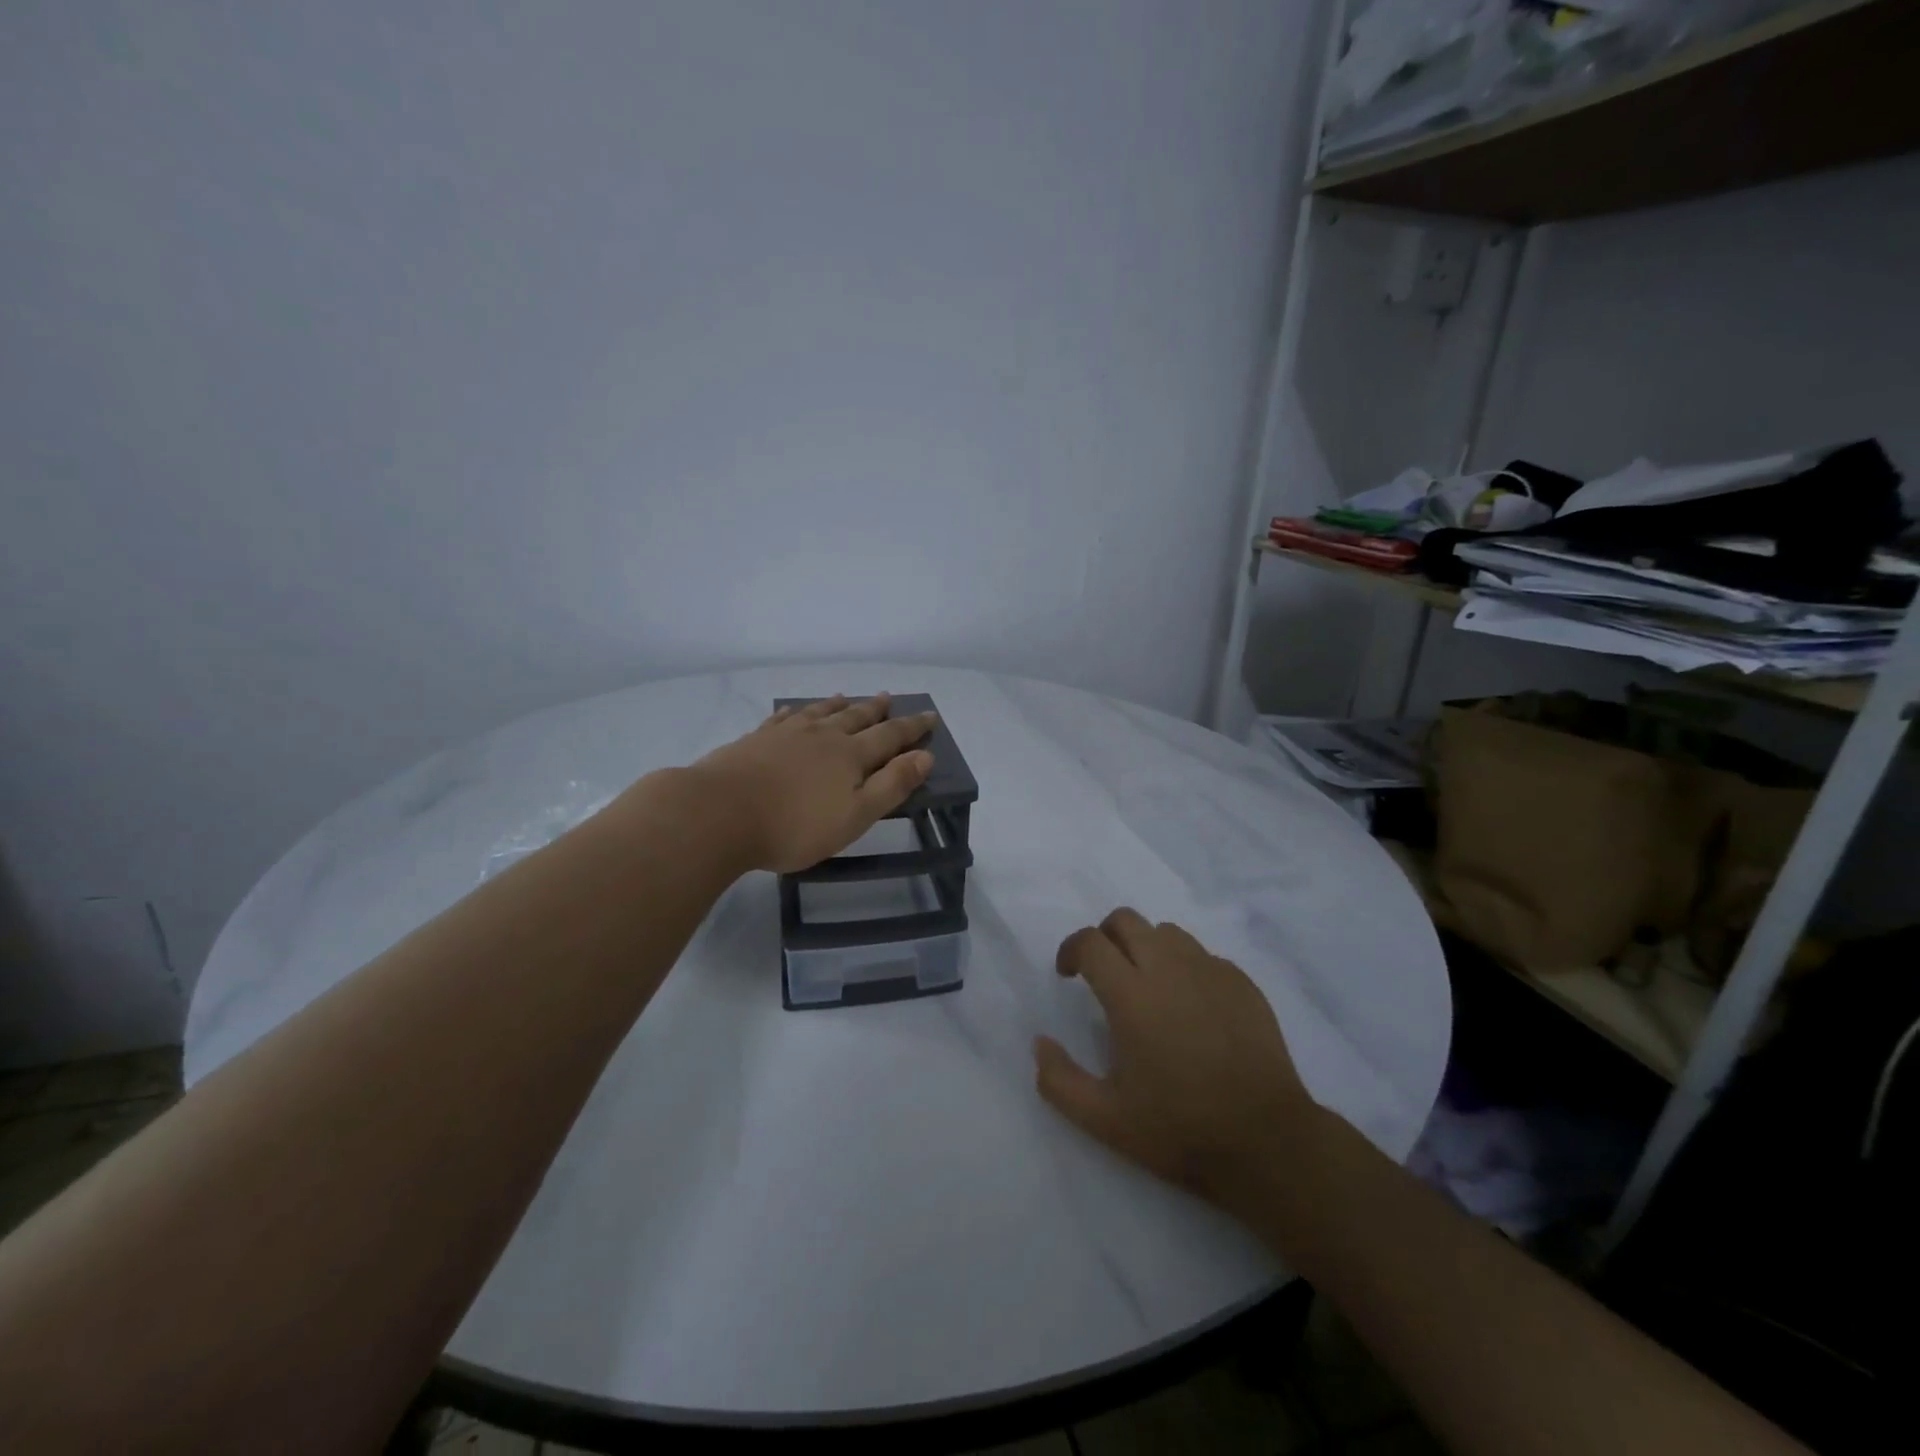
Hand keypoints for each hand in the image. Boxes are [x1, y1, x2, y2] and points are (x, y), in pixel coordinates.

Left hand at [688, 693, 937, 873]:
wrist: (720, 813)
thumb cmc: (795, 825)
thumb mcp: (855, 815)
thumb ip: (892, 785)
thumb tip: (925, 756)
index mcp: (850, 756)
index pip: (890, 736)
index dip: (912, 727)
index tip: (930, 715)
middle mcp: (822, 736)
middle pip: (856, 717)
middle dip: (876, 709)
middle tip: (890, 697)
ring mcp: (786, 734)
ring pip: (819, 713)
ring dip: (837, 705)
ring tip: (846, 696)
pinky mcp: (755, 740)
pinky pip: (782, 719)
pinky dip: (794, 713)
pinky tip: (793, 711)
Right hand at [1034, 909, 1317, 1210]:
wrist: (1268, 1142)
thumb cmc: (1181, 1129)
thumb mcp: (1105, 1120)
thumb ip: (1059, 1080)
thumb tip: (1040, 1043)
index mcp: (1131, 996)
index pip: (1090, 943)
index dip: (1070, 951)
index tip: (1068, 975)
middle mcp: (1169, 969)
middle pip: (1126, 920)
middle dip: (1104, 937)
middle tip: (1103, 974)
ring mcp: (1211, 971)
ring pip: (1166, 932)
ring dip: (1145, 948)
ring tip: (1147, 986)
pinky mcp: (1242, 982)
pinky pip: (1203, 955)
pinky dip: (1184, 967)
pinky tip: (1190, 1007)